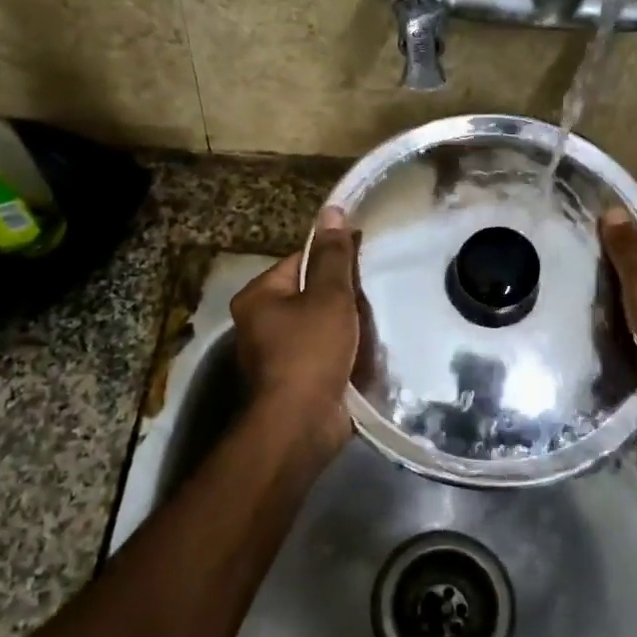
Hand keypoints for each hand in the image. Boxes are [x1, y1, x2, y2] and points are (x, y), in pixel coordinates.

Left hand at [232, 206, 360, 455]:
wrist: (301, 426)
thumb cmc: (310, 352)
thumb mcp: (328, 296)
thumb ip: (333, 255)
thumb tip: (332, 210)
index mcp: (259, 296)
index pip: (300, 261)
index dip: (334, 258)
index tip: (365, 261)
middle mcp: (260, 322)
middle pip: (310, 293)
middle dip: (343, 296)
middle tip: (373, 295)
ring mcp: (277, 355)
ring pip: (320, 325)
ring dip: (346, 325)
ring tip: (376, 321)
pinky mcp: (295, 380)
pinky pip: (324, 353)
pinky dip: (343, 351)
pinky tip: (367, 350)